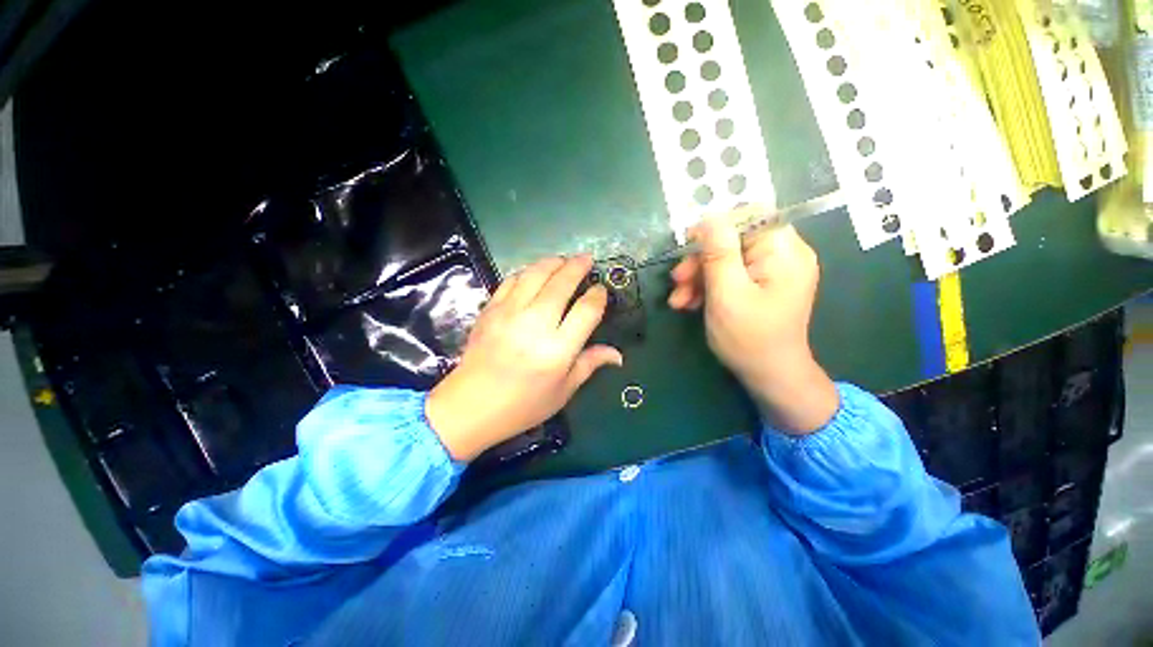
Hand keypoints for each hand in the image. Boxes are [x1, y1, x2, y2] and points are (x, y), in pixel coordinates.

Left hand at [426, 255, 622, 460]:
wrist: (471, 406)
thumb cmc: (523, 405)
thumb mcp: (563, 391)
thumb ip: (590, 364)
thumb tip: (618, 355)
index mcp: (557, 350)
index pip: (586, 311)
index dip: (598, 296)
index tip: (601, 290)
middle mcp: (535, 325)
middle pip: (561, 284)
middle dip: (577, 267)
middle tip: (586, 259)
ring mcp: (509, 314)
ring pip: (535, 274)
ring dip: (552, 262)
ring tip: (563, 260)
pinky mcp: (490, 310)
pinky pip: (511, 281)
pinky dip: (526, 272)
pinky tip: (534, 274)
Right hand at [667, 208, 837, 433]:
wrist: (769, 376)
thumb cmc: (749, 337)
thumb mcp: (727, 294)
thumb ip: (718, 253)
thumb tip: (710, 216)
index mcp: (784, 251)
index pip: (749, 216)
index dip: (715, 226)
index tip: (687, 245)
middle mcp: (783, 254)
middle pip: (733, 240)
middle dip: (700, 260)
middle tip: (676, 282)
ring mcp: (772, 271)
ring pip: (726, 259)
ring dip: (698, 277)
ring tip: (679, 301)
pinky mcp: (761, 285)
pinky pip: (730, 274)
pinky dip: (708, 286)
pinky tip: (690, 303)